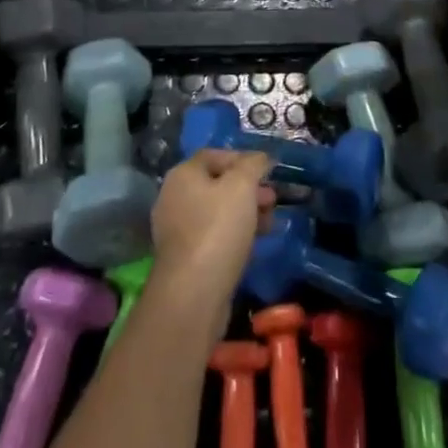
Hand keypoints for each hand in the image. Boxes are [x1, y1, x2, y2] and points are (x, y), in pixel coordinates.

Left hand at [148, 148, 275, 308]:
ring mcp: (177, 229)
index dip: (243, 159)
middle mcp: (174, 197)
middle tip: (273, 199)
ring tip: (271, 222)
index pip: (215, 154)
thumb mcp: (242, 186)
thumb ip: (253, 165)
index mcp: (183, 174)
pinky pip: (214, 235)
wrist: (193, 293)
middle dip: (249, 189)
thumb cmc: (218, 228)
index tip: (268, 171)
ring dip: (246, 212)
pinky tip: (255, 243)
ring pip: (217, 211)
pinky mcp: (185, 257)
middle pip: (217, 184)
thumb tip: (261, 157)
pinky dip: (235, 234)